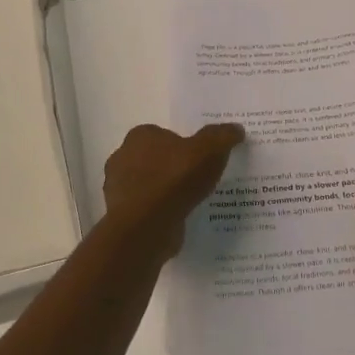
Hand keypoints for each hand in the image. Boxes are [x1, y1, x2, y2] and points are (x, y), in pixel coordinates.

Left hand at [102, 123, 245, 260]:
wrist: (147, 226)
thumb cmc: (175, 178)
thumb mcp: (209, 150)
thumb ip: (222, 137)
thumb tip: (236, 129)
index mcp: (140, 136)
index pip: (163, 135)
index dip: (182, 145)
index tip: (200, 158)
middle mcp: (123, 158)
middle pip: (155, 159)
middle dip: (172, 168)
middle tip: (198, 179)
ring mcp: (119, 189)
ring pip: (149, 185)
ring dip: (166, 192)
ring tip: (192, 202)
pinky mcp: (122, 216)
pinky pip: (147, 209)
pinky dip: (160, 212)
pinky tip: (179, 219)